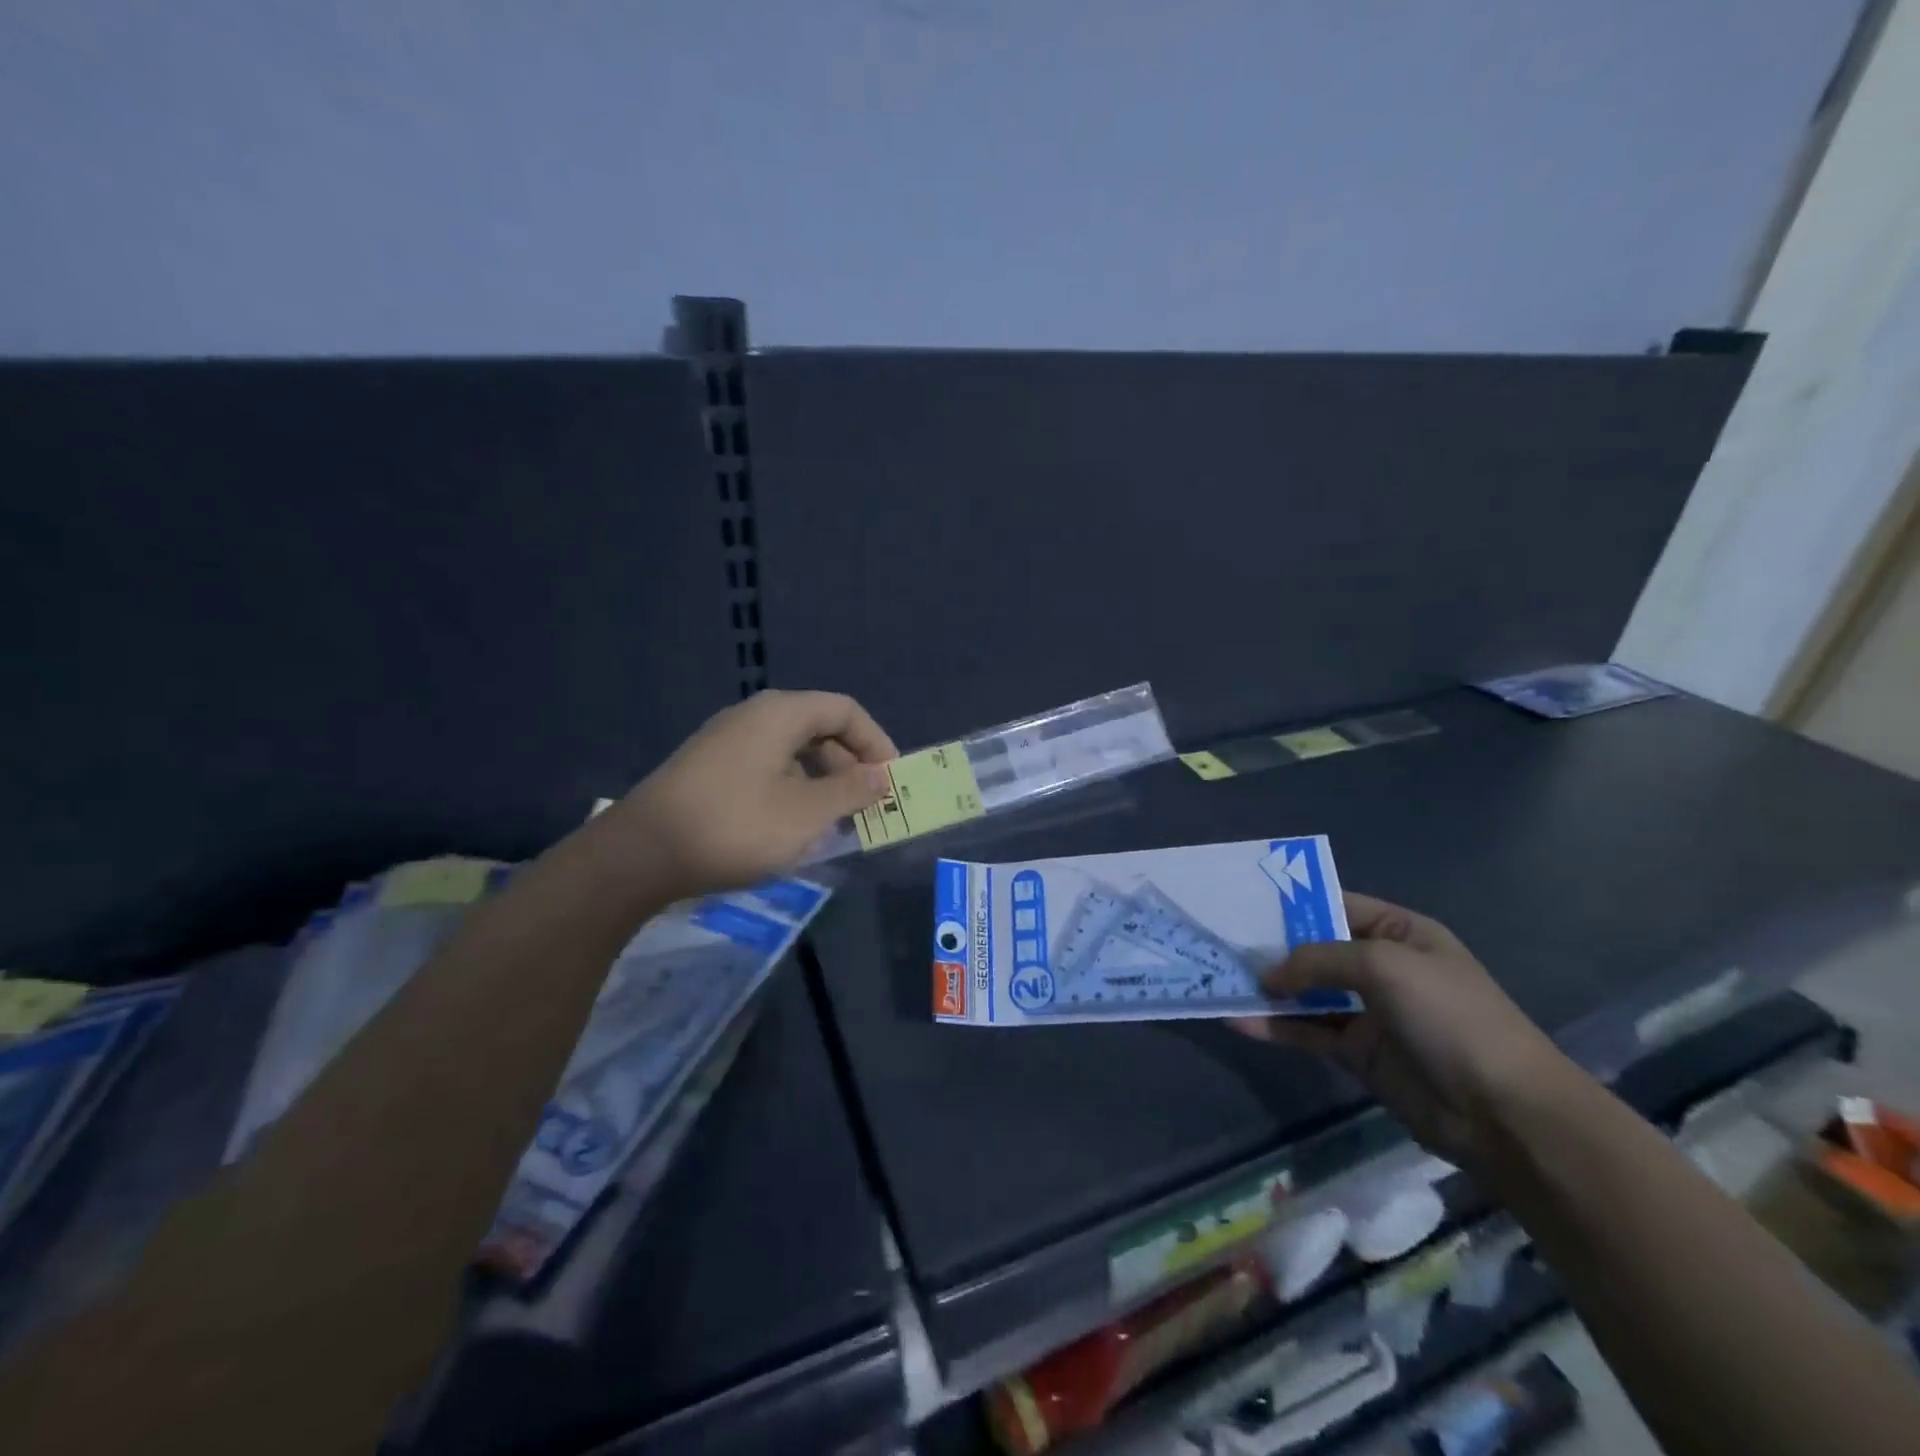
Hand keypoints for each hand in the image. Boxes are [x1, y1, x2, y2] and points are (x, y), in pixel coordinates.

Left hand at [604, 690, 897, 900]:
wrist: (640, 854)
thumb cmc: (735, 826)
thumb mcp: (806, 814)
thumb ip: (851, 790)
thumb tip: (881, 775)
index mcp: (781, 714)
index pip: (845, 710)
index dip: (876, 741)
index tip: (891, 780)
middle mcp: (754, 716)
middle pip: (819, 726)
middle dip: (850, 763)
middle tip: (866, 803)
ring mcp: (726, 741)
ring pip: (792, 749)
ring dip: (822, 780)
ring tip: (834, 820)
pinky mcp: (709, 768)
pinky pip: (767, 766)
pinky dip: (793, 788)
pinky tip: (792, 825)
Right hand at [1231, 893, 1574, 1168]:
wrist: (1504, 1111)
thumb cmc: (1449, 1016)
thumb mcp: (1383, 965)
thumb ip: (1318, 959)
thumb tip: (1268, 974)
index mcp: (1399, 932)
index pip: (1334, 904)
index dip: (1291, 903)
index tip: (1242, 901)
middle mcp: (1381, 966)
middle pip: (1315, 949)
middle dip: (1271, 947)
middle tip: (1220, 942)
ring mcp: (1369, 1011)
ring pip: (1306, 992)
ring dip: (1268, 989)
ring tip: (1219, 981)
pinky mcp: (1358, 1052)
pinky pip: (1308, 1031)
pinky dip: (1276, 1026)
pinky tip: (1240, 1022)